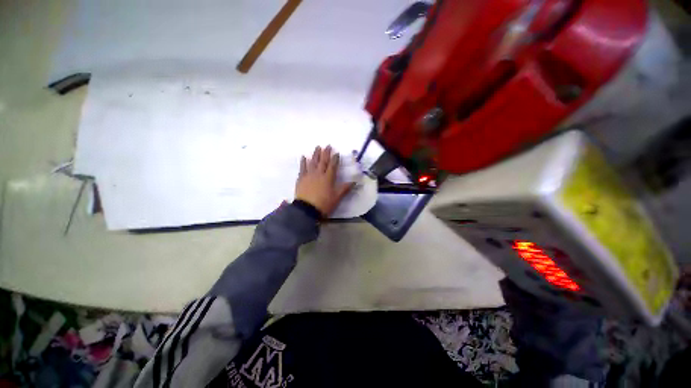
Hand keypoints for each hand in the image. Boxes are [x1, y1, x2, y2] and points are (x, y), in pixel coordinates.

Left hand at [295, 146, 355, 216]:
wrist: (307, 210)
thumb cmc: (324, 204)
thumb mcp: (337, 197)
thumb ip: (345, 188)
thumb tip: (355, 182)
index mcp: (328, 178)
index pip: (333, 166)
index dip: (335, 159)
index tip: (336, 153)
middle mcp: (319, 174)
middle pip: (323, 161)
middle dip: (326, 153)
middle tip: (327, 146)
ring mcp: (309, 175)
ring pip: (313, 162)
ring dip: (315, 154)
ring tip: (317, 147)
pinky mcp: (301, 179)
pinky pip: (302, 168)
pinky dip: (303, 162)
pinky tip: (303, 157)